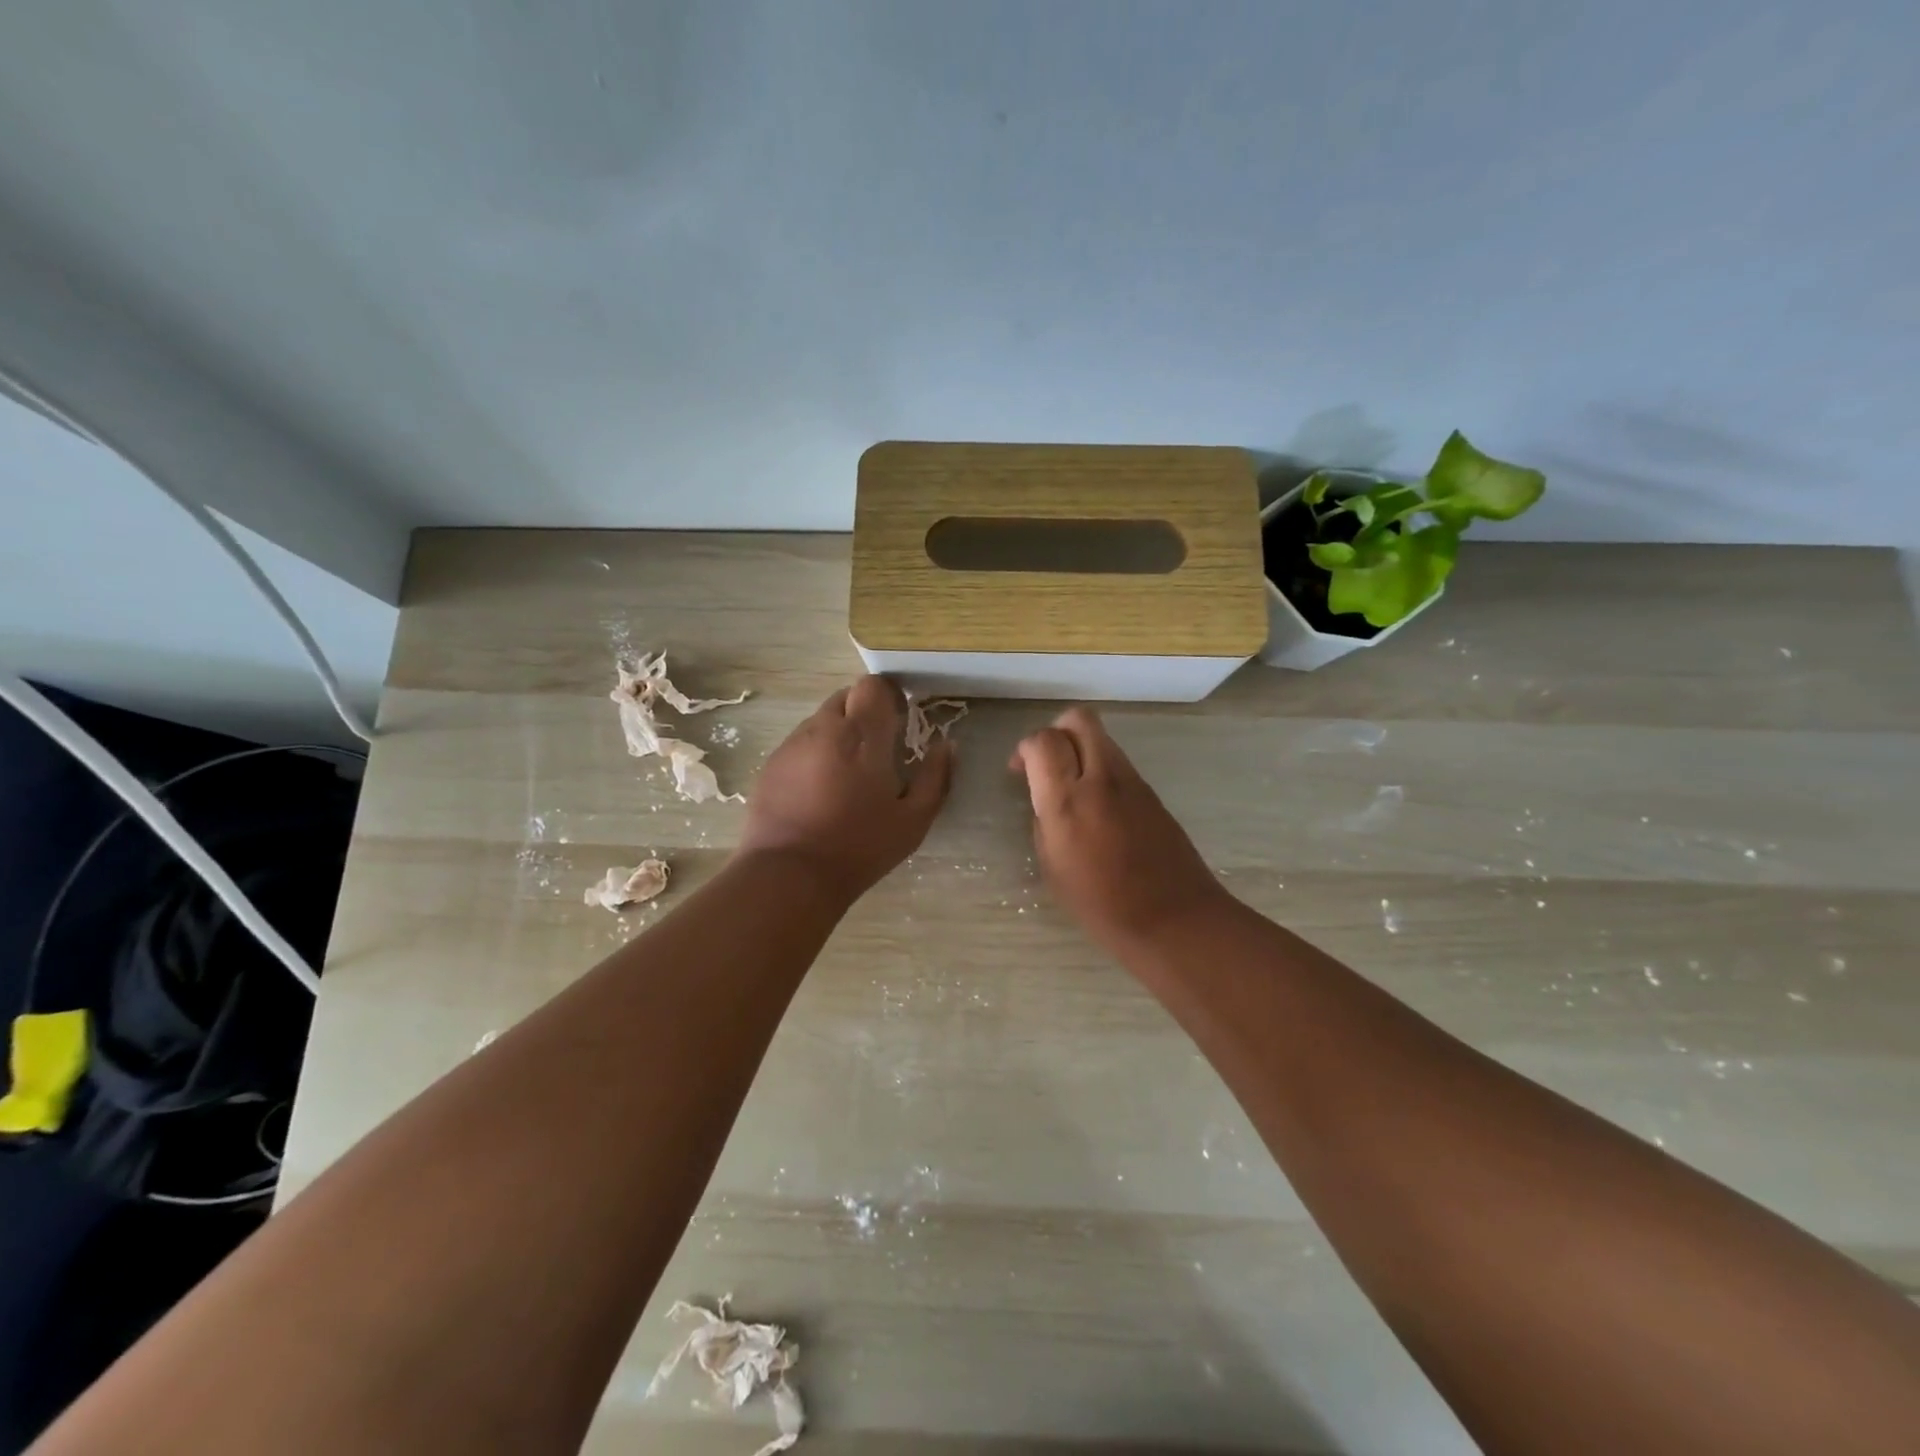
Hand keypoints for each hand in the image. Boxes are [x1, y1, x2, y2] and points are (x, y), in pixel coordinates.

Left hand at [740, 676, 953, 901]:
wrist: (789, 875)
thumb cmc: (860, 847)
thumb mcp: (913, 820)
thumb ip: (935, 777)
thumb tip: (946, 744)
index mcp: (862, 735)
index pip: (872, 686)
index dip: (887, 696)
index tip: (899, 721)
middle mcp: (823, 728)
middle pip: (845, 698)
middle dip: (863, 714)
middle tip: (877, 750)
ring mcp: (792, 745)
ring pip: (820, 721)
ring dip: (838, 734)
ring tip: (846, 775)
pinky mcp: (770, 765)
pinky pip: (799, 744)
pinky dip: (815, 754)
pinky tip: (819, 791)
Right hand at [1010, 707, 1226, 952]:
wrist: (1175, 919)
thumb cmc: (1102, 905)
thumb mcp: (1053, 867)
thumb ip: (1044, 820)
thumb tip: (1046, 799)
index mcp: (1068, 801)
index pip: (1043, 741)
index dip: (1026, 748)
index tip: (1019, 771)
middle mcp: (1102, 779)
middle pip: (1079, 719)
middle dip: (1056, 731)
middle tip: (1046, 764)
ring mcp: (1132, 782)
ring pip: (1101, 737)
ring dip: (1080, 750)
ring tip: (1071, 787)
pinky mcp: (1152, 792)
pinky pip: (1118, 763)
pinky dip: (1100, 770)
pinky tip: (1097, 808)